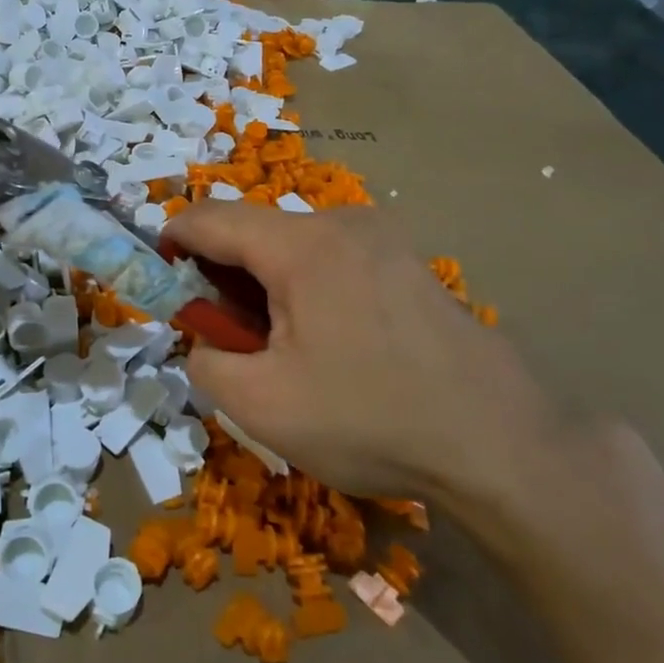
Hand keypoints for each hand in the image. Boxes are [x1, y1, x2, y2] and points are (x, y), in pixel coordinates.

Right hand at [163, 205, 558, 514]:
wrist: (503, 445)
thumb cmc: (371, 420)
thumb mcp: (262, 405)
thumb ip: (206, 361)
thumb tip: (203, 339)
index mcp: (301, 245)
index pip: (208, 217)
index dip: (170, 242)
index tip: (161, 284)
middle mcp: (342, 223)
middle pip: (253, 231)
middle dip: (222, 276)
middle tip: (227, 337)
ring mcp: (383, 239)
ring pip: (294, 246)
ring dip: (266, 285)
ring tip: (283, 350)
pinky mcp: (409, 263)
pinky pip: (334, 259)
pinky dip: (306, 288)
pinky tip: (332, 344)